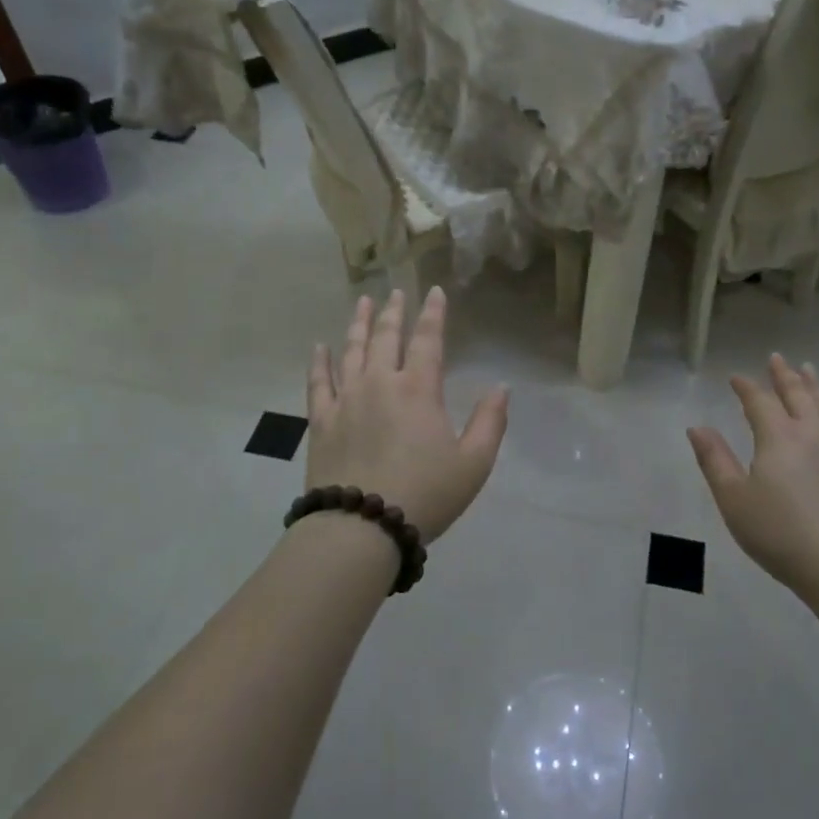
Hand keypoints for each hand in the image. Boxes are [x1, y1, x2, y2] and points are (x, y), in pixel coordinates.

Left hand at [306, 288, 508, 542]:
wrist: (361, 527)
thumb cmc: (425, 494)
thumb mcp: (474, 464)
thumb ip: (490, 422)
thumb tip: (500, 387)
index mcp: (419, 390)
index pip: (428, 339)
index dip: (433, 313)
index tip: (434, 290)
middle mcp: (380, 383)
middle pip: (385, 337)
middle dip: (393, 311)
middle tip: (396, 291)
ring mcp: (346, 400)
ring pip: (351, 350)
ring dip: (358, 323)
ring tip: (362, 302)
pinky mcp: (321, 421)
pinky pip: (318, 382)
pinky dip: (319, 361)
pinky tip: (319, 346)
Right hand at [687, 355, 818, 597]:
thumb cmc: (779, 532)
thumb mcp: (733, 499)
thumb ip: (714, 460)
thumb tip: (697, 427)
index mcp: (778, 436)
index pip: (759, 401)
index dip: (746, 387)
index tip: (735, 377)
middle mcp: (812, 432)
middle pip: (797, 394)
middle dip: (784, 375)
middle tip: (776, 357)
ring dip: (814, 385)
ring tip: (808, 370)